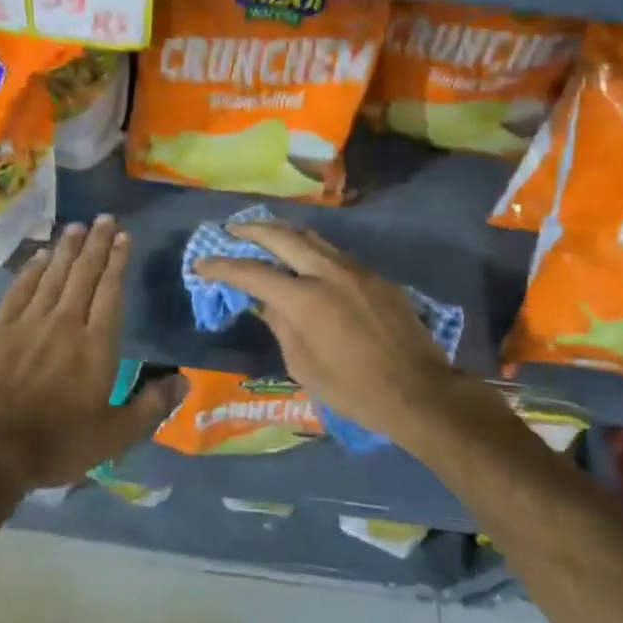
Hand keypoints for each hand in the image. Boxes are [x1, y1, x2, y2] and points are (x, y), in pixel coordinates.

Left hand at [0, 216, 183, 490]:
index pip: (110, 292)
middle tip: (104, 218)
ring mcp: (29, 322)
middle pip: (84, 275)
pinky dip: (31, 269)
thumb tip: (185, 381)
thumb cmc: (56, 444)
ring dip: (67, 249)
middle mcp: (66, 323)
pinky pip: (19, 289)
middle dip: (96, 244)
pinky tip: (39, 255)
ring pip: (53, 275)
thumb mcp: (114, 436)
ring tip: (77, 226)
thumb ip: (151, 407)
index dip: (118, 262)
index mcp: (96, 345)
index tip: (124, 237)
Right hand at [196, 221, 461, 446]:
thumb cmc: (354, 390)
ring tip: (265, 235)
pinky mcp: (376, 277)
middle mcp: (328, 273)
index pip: (253, 272)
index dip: (223, 265)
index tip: (202, 263)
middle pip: (282, 237)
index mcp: (304, 299)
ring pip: (312, 238)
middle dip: (252, 230)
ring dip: (284, 233)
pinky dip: (312, 251)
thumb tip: (265, 302)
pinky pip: (336, 254)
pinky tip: (306, 261)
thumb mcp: (304, 367)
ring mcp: (356, 270)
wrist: (420, 392)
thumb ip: (281, 326)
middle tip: (232, 231)